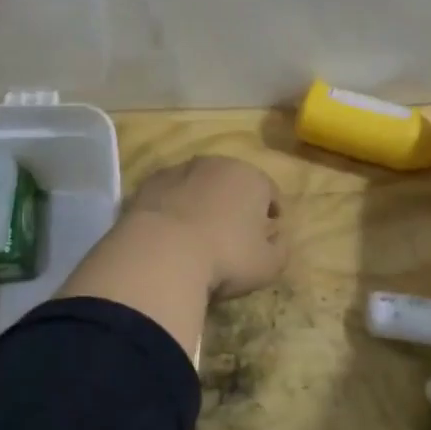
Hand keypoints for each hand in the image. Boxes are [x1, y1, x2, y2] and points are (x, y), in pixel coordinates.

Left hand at [125, 155, 287, 298]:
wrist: (161, 253)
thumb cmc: (226, 257)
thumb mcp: (268, 265)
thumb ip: (281, 249)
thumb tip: (278, 237)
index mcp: (251, 177)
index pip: (269, 191)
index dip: (271, 212)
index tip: (268, 234)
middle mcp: (217, 164)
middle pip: (233, 182)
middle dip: (235, 203)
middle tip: (232, 234)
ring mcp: (180, 170)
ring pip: (199, 184)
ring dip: (202, 202)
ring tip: (197, 235)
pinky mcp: (149, 183)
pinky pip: (170, 194)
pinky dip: (173, 207)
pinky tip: (169, 234)